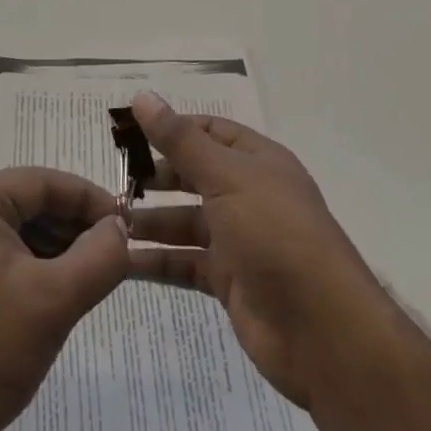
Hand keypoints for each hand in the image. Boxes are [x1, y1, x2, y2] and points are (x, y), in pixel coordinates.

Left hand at [0, 167, 129, 430]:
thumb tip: (119, 228)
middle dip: (72, 225)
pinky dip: (32, 263)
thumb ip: (99, 257)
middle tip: (114, 253)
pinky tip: (58, 288)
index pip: (40, 182)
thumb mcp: (55, 301)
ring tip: (92, 273)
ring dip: (55, 245)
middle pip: (27, 202)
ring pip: (15, 227)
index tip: (126, 224)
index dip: (88, 199)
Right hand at [126, 91, 380, 410]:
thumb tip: (142, 97)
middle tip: (113, 180)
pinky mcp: (230, 282)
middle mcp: (249, 196)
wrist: (323, 332)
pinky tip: (121, 261)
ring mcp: (240, 241)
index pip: (209, 132)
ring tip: (107, 221)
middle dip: (156, 178)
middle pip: (194, 176)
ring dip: (149, 222)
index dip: (171, 129)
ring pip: (185, 222)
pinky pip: (185, 263)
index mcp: (257, 162)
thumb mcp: (226, 178)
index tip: (128, 134)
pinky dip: (156, 262)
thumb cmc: (276, 235)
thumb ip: (181, 141)